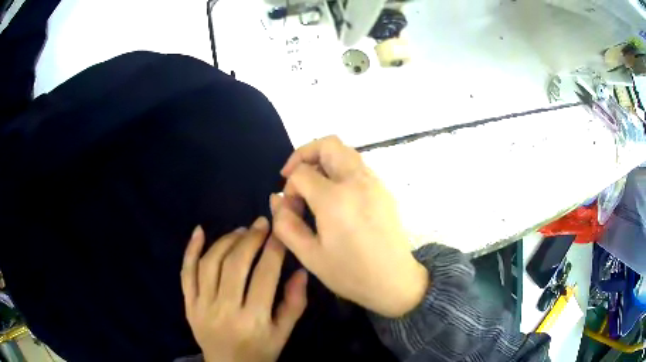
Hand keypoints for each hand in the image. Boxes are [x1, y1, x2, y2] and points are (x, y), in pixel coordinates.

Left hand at [181, 217, 307, 361]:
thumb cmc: (260, 352)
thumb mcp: (283, 334)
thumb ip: (294, 304)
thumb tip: (300, 270)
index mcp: (253, 320)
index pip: (264, 276)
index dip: (273, 250)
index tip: (279, 231)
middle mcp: (224, 310)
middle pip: (235, 265)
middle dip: (250, 239)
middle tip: (261, 223)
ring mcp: (201, 306)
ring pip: (210, 264)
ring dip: (226, 241)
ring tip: (241, 231)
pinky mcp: (188, 304)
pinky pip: (186, 273)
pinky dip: (190, 250)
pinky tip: (199, 230)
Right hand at [271, 136, 427, 317]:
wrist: (394, 281)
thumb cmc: (351, 273)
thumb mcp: (310, 255)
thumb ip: (286, 224)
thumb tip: (276, 198)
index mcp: (335, 199)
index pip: (301, 172)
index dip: (289, 187)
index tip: (291, 208)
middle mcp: (357, 181)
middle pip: (328, 144)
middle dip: (305, 153)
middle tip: (294, 176)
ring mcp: (374, 182)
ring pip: (345, 151)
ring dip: (324, 160)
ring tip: (314, 186)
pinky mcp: (383, 189)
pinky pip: (358, 166)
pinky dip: (340, 169)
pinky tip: (336, 196)